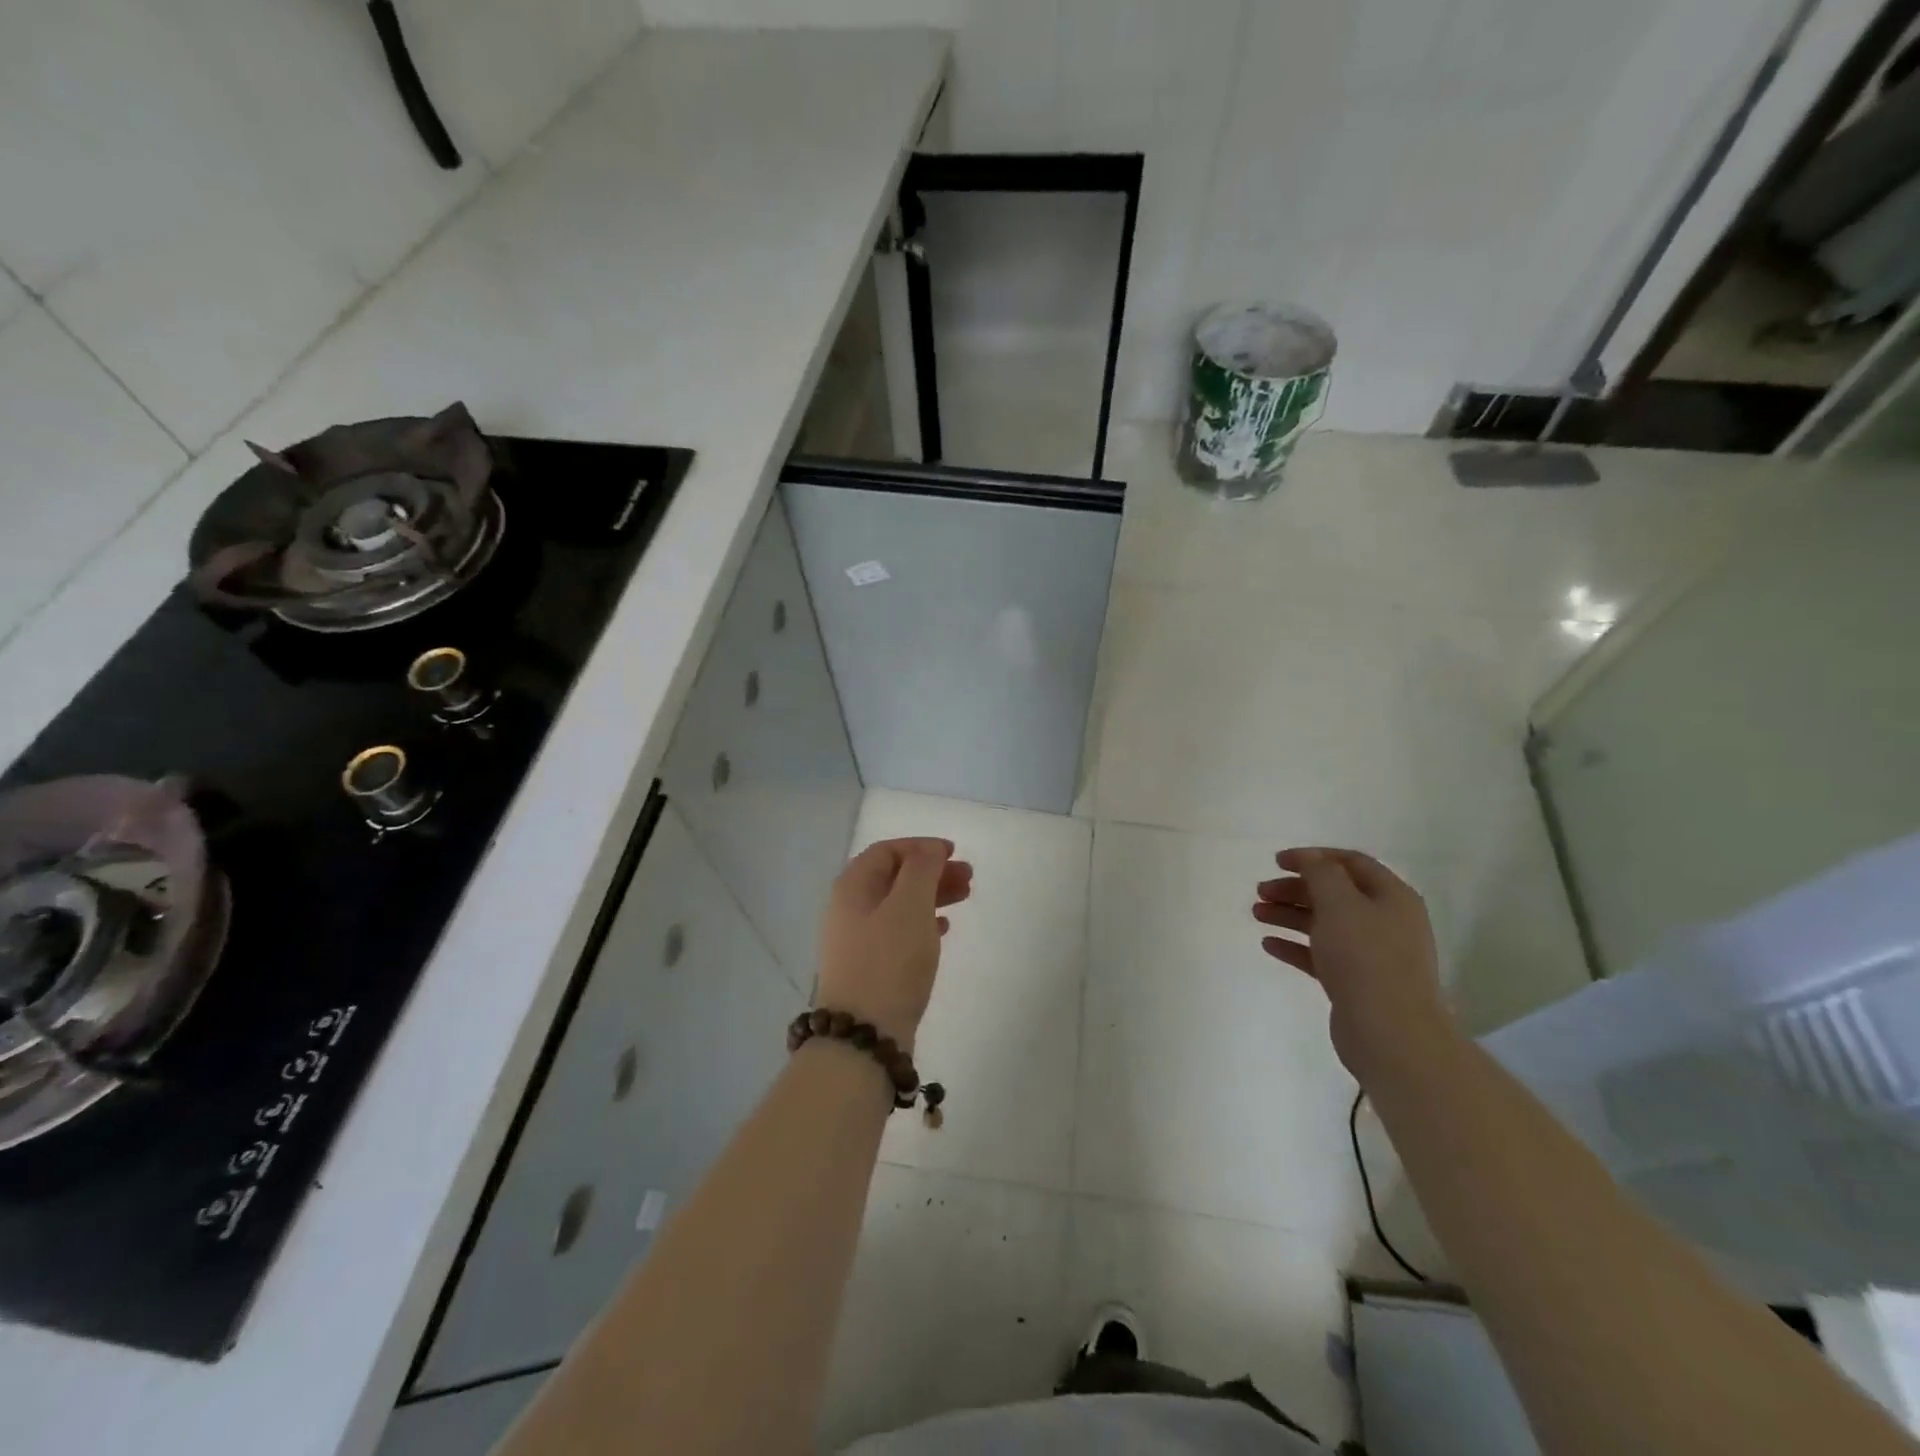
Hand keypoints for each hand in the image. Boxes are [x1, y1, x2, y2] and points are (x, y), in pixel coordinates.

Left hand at [816, 837, 971, 1050]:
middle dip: (931, 871)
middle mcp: (850, 909)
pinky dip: (924, 923)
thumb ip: (921, 869)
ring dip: (932, 895)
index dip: (920, 846)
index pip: (886, 851)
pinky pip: (899, 932)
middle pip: (894, 877)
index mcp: (853, 887)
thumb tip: (929, 850)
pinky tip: (944, 928)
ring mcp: (858, 941)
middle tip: (968, 877)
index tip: (953, 853)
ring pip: (899, 905)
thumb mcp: (909, 906)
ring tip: (964, 898)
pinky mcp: (871, 968)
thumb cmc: (888, 961)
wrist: (864, 1036)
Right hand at [1252, 847, 1453, 1080]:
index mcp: (1391, 896)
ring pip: (1324, 924)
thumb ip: (1321, 873)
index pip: (1350, 863)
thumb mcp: (1340, 904)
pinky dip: (1295, 946)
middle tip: (1260, 891)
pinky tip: (1268, 944)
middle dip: (1295, 888)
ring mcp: (1372, 954)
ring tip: (1256, 914)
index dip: (1313, 857)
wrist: (1391, 1033)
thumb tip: (1310, 857)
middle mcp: (1385, 921)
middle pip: (1334, 894)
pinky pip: (1321, 955)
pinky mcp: (1356, 982)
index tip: (1276, 861)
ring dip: (1289, 915)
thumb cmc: (1365, 958)